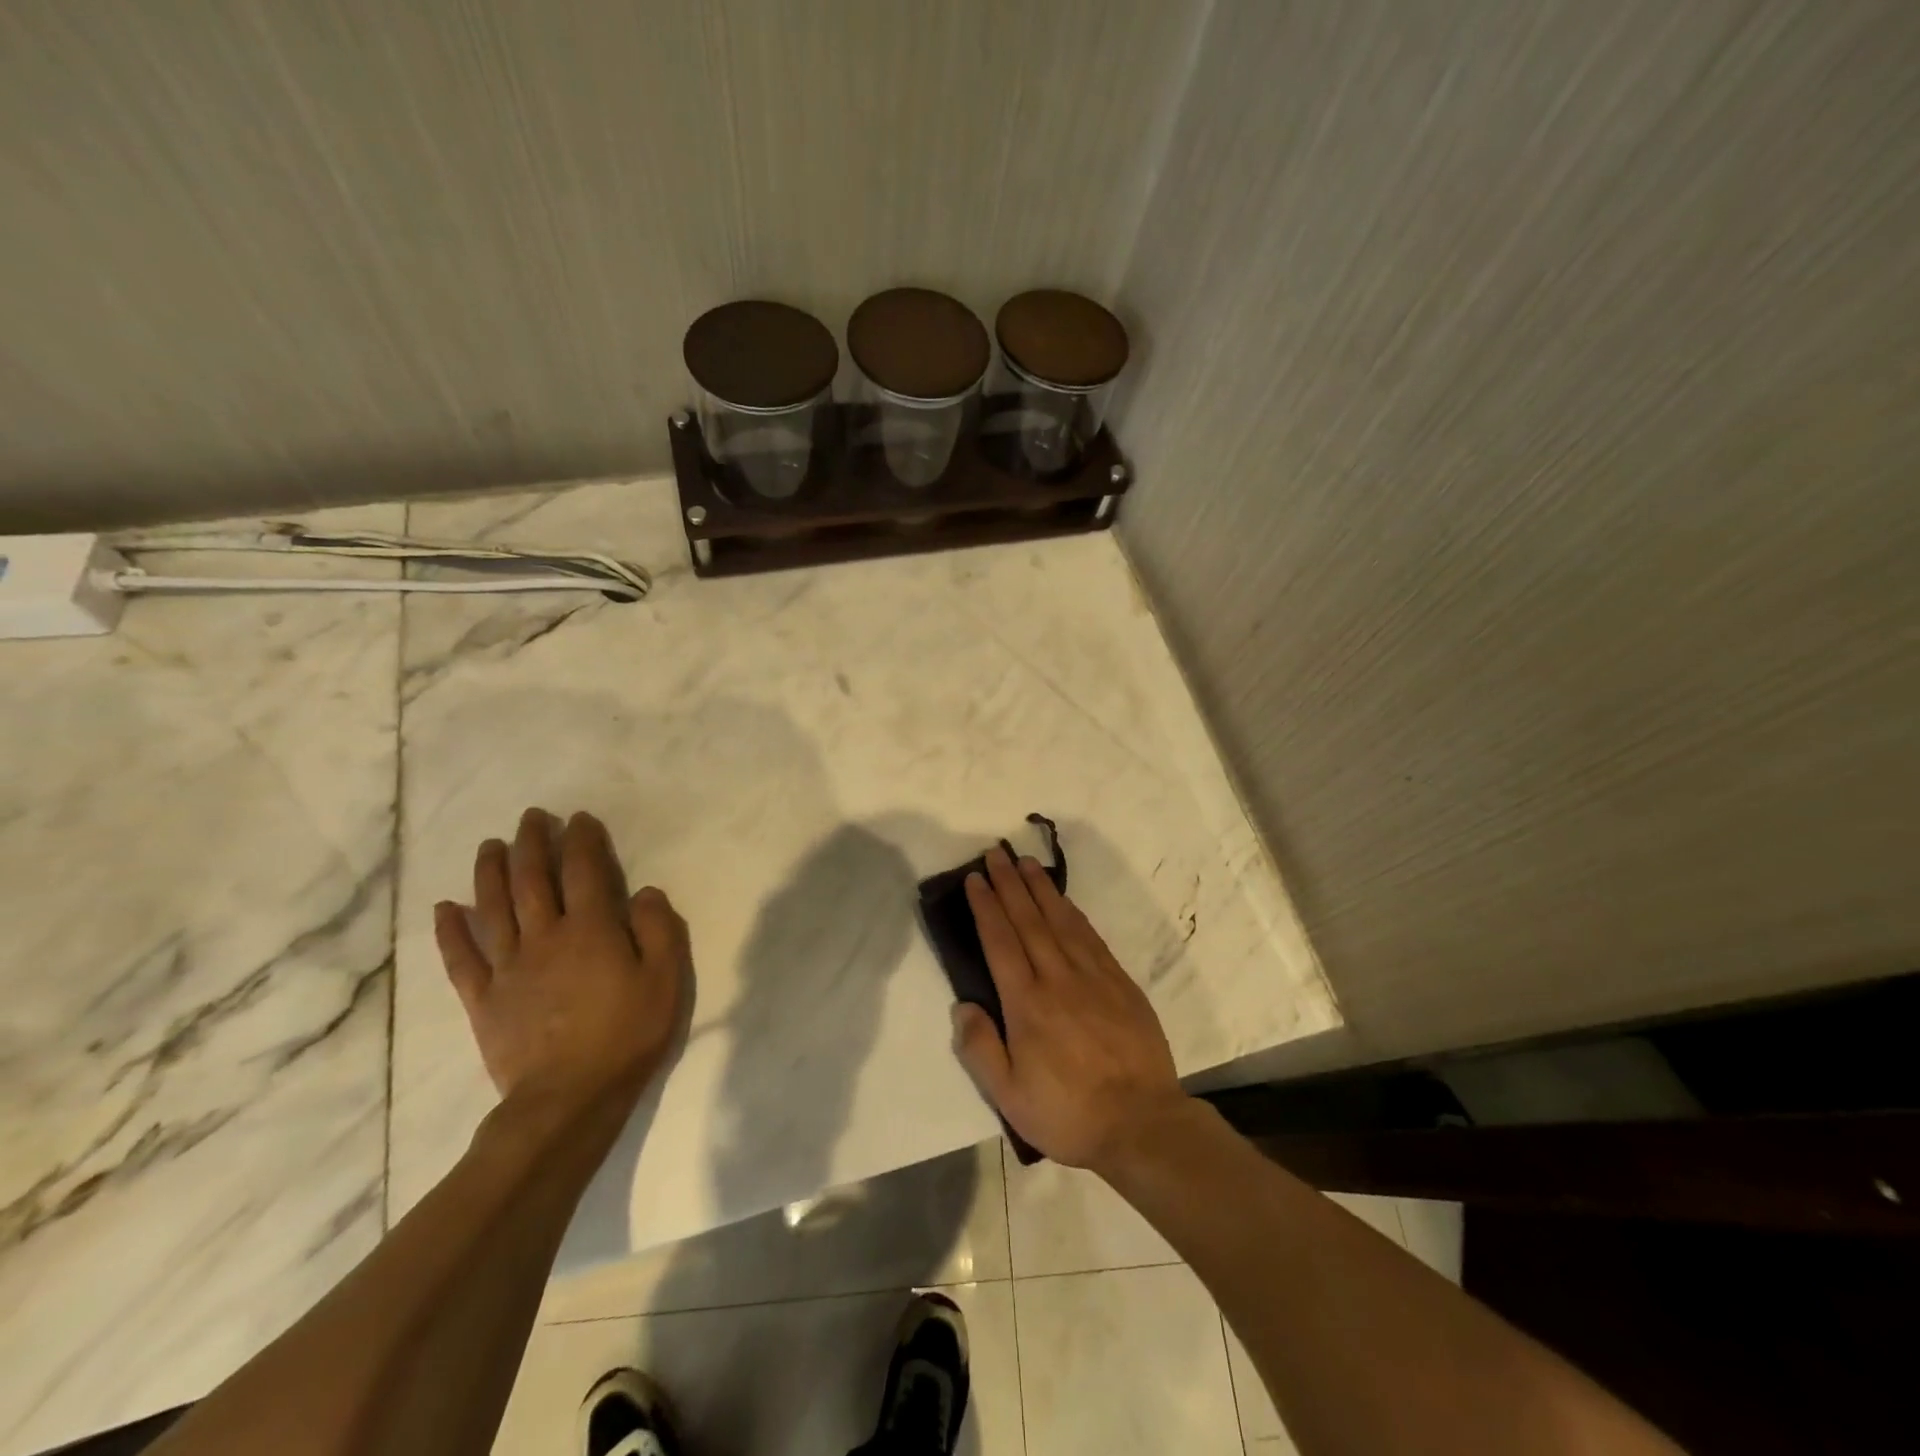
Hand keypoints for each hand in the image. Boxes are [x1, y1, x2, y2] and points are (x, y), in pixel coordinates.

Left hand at [433, 807, 689, 1115]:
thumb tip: (644, 892)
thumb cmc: (626, 1035)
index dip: (581, 840)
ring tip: (490, 846)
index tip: (579, 819)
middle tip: (531, 818)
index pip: (584, 870)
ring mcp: (508, 967)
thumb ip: (658, 929)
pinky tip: (443, 908)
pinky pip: (461, 958)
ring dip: (490, 872)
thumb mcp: (665, 980)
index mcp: (591, 929)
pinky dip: (450, 931)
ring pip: (493, 907)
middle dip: (532, 843)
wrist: (568, 1099)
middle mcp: (545, 936)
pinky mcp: (483, 999)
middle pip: (532, 879)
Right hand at [952, 847, 1187, 1172]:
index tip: (976, 878)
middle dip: (1009, 883)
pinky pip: (1091, 937)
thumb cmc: (1068, 1113)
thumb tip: (962, 1005)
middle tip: (996, 853)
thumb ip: (980, 1048)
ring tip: (1026, 863)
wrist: (1142, 1124)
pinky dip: (1073, 912)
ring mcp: (1093, 977)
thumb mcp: (1009, 1096)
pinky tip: (1064, 901)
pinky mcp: (1120, 983)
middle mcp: (1058, 979)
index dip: (986, 906)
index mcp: (1026, 1004)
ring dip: (1040, 888)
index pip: (1000, 941)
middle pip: (1028, 920)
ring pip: (1061, 920)